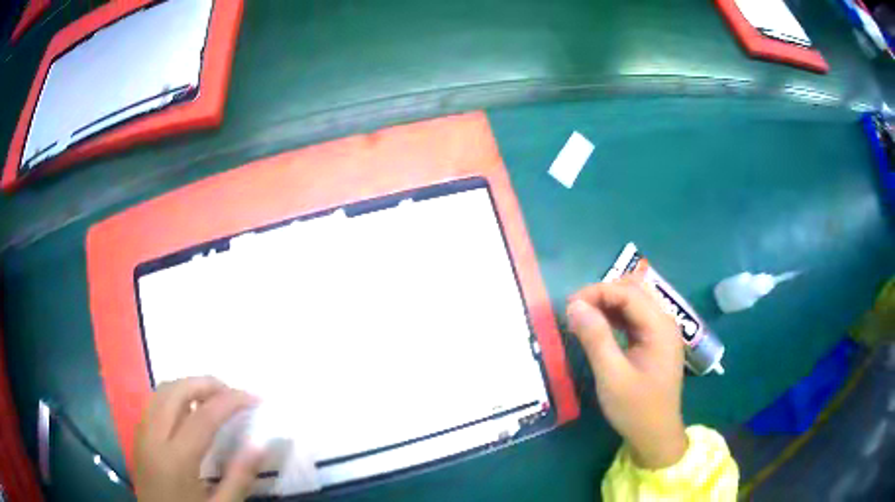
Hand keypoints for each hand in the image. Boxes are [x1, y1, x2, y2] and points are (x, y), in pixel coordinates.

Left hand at [134, 377, 262, 501]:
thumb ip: (239, 478)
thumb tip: (260, 444)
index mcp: (176, 459)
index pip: (203, 417)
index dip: (231, 401)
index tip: (255, 397)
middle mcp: (153, 437)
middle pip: (176, 391)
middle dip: (207, 384)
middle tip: (233, 393)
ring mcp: (142, 433)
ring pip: (161, 391)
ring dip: (188, 386)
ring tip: (213, 398)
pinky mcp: (138, 435)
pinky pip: (154, 401)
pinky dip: (174, 395)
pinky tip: (189, 411)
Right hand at [567, 278, 687, 468]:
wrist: (656, 436)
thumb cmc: (636, 409)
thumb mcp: (612, 376)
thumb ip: (595, 338)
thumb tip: (574, 305)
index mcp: (660, 326)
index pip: (628, 292)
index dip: (597, 292)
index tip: (569, 306)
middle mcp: (664, 322)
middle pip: (633, 290)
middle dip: (602, 294)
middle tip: (575, 311)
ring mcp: (661, 331)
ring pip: (634, 302)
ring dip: (607, 304)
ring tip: (582, 319)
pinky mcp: (655, 342)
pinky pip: (634, 318)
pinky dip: (614, 317)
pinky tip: (598, 328)